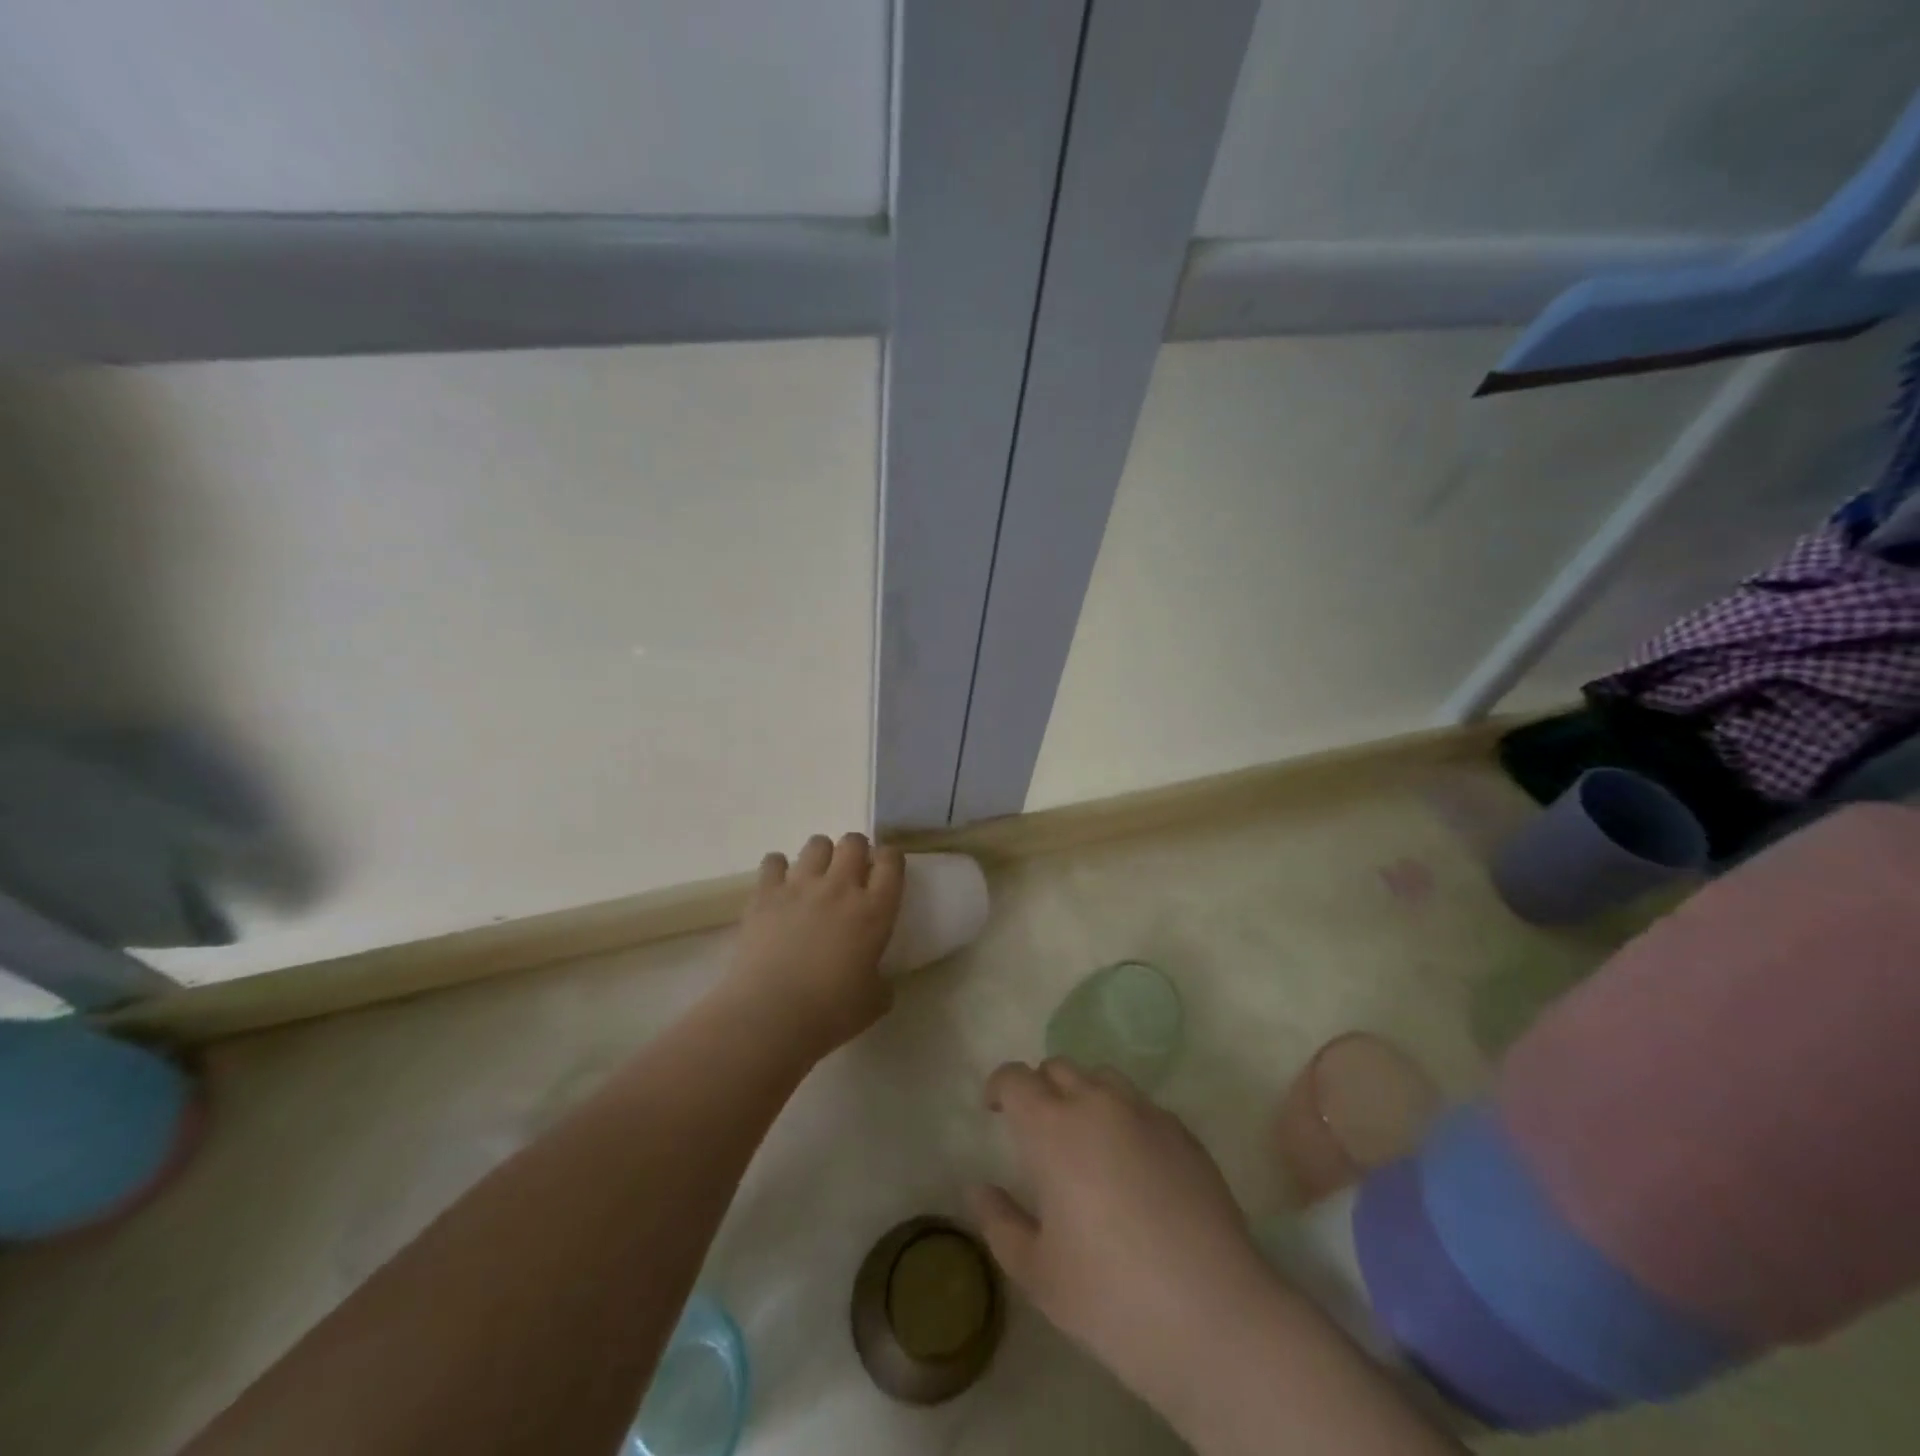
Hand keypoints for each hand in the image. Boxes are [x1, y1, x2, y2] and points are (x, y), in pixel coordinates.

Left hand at [726, 832, 904, 1060]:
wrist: (770, 1016)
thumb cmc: (830, 1012)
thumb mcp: (874, 1002)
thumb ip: (882, 981)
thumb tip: (877, 976)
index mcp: (874, 911)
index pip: (891, 861)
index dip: (890, 859)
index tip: (886, 870)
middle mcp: (840, 887)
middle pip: (853, 841)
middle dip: (856, 851)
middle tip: (851, 874)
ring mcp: (800, 886)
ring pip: (817, 843)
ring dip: (821, 855)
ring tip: (815, 877)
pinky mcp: (765, 894)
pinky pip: (773, 860)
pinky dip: (778, 868)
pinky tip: (779, 886)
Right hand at [969, 1060, 1274, 1407]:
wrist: (1213, 1316)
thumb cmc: (1110, 1297)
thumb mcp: (1037, 1273)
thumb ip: (1000, 1222)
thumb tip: (980, 1189)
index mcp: (1052, 1128)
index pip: (1015, 1078)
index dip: (999, 1087)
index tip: (994, 1111)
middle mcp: (1097, 1104)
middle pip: (1059, 1068)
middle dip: (1041, 1089)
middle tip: (1039, 1133)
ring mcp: (1146, 1113)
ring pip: (1103, 1079)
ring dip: (1084, 1096)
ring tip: (1087, 1143)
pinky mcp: (1184, 1132)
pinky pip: (1142, 1106)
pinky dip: (1125, 1119)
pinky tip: (1134, 1168)